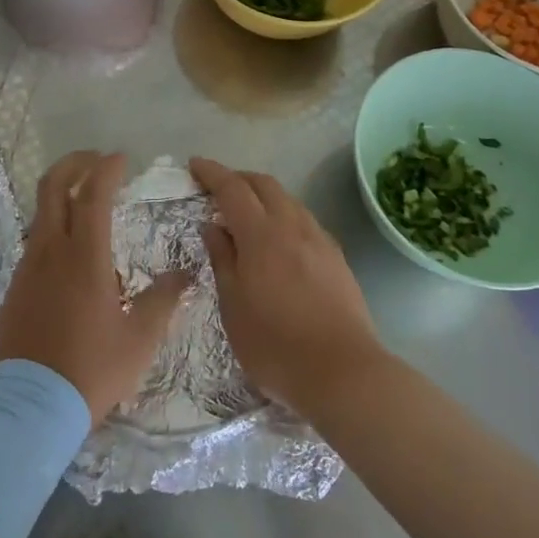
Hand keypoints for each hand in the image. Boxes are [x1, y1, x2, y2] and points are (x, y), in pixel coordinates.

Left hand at [0, 152, 190, 425]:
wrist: (31, 408)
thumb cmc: (91, 372)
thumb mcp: (139, 341)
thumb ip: (163, 301)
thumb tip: (185, 274)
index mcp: (84, 258)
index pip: (92, 194)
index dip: (106, 169)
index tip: (121, 158)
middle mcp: (50, 251)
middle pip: (53, 187)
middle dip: (74, 164)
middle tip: (96, 161)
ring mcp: (27, 268)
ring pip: (41, 214)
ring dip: (62, 196)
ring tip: (87, 206)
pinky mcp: (15, 287)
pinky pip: (34, 244)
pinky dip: (53, 230)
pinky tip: (70, 254)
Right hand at [190, 158, 384, 416]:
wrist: (344, 373)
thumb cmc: (275, 344)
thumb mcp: (233, 306)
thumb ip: (222, 260)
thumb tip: (213, 226)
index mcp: (261, 234)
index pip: (232, 188)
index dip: (211, 173)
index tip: (194, 164)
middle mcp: (292, 226)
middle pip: (264, 184)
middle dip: (239, 178)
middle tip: (217, 188)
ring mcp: (319, 240)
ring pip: (288, 200)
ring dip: (264, 196)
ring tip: (247, 214)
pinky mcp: (337, 258)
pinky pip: (305, 221)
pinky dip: (284, 215)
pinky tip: (280, 240)